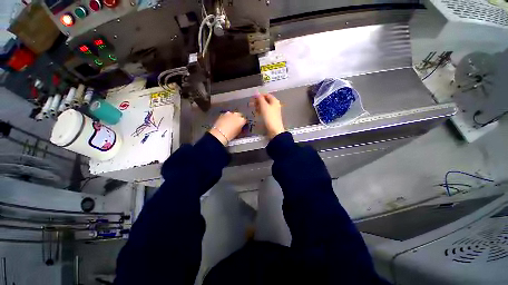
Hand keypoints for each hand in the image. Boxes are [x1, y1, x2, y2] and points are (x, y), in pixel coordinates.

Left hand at [209, 111, 246, 145]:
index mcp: (241, 120)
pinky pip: (227, 115)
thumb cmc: (230, 135)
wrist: (220, 134)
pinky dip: (227, 117)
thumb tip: (240, 126)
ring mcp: (229, 114)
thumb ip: (240, 127)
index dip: (243, 122)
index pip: (245, 120)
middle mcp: (236, 115)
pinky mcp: (223, 114)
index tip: (242, 124)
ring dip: (233, 117)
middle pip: (239, 115)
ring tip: (231, 122)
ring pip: (233, 114)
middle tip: (237, 123)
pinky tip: (226, 121)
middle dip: (238, 118)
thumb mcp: (238, 132)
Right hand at [253, 93, 284, 138]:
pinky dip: (261, 111)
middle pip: (266, 101)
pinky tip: (257, 113)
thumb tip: (257, 93)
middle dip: (258, 101)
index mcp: (274, 101)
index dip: (259, 95)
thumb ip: (260, 99)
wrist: (274, 130)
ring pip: (265, 106)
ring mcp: (273, 111)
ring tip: (254, 109)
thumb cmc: (269, 117)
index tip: (252, 98)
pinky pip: (265, 112)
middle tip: (251, 104)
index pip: (266, 95)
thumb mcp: (264, 106)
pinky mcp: (271, 117)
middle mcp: (275, 105)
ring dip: (259, 106)